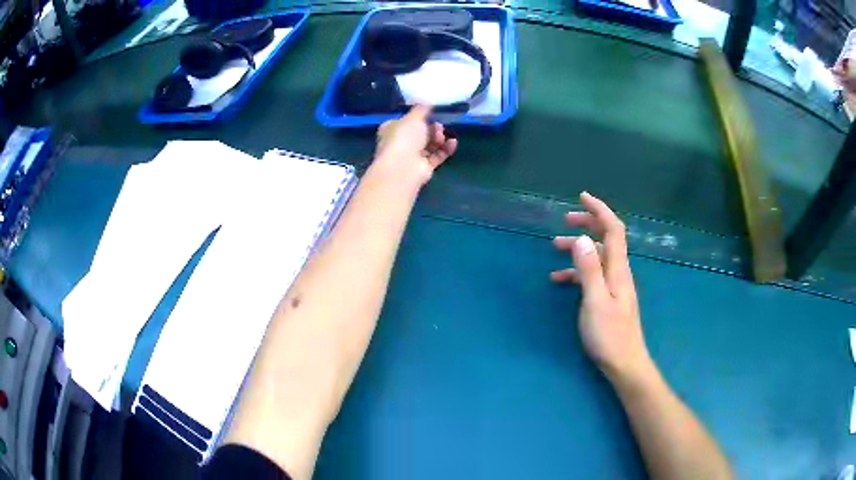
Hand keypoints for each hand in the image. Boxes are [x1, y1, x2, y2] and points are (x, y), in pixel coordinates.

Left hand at [374, 105, 457, 185]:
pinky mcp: (424, 167)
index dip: (419, 116)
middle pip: (421, 132)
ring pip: (430, 144)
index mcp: (392, 129)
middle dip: (432, 127)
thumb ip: (421, 108)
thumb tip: (425, 101)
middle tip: (438, 125)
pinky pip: (437, 155)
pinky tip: (453, 142)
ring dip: (439, 137)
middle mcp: (401, 142)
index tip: (431, 112)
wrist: (402, 169)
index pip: (406, 120)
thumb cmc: (403, 138)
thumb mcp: (412, 117)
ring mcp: (412, 156)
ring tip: (441, 136)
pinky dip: (446, 149)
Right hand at [551, 192, 652, 383]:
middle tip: (565, 220)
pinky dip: (577, 271)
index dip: (600, 210)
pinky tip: (559, 279)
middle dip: (588, 224)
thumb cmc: (609, 335)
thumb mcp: (595, 301)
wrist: (624, 363)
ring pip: (598, 256)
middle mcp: (619, 272)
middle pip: (607, 239)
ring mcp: (615, 286)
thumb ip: (589, 270)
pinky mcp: (609, 298)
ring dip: (579, 248)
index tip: (582, 197)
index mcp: (618, 269)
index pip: (614, 229)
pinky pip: (593, 275)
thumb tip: (582, 239)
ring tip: (555, 247)